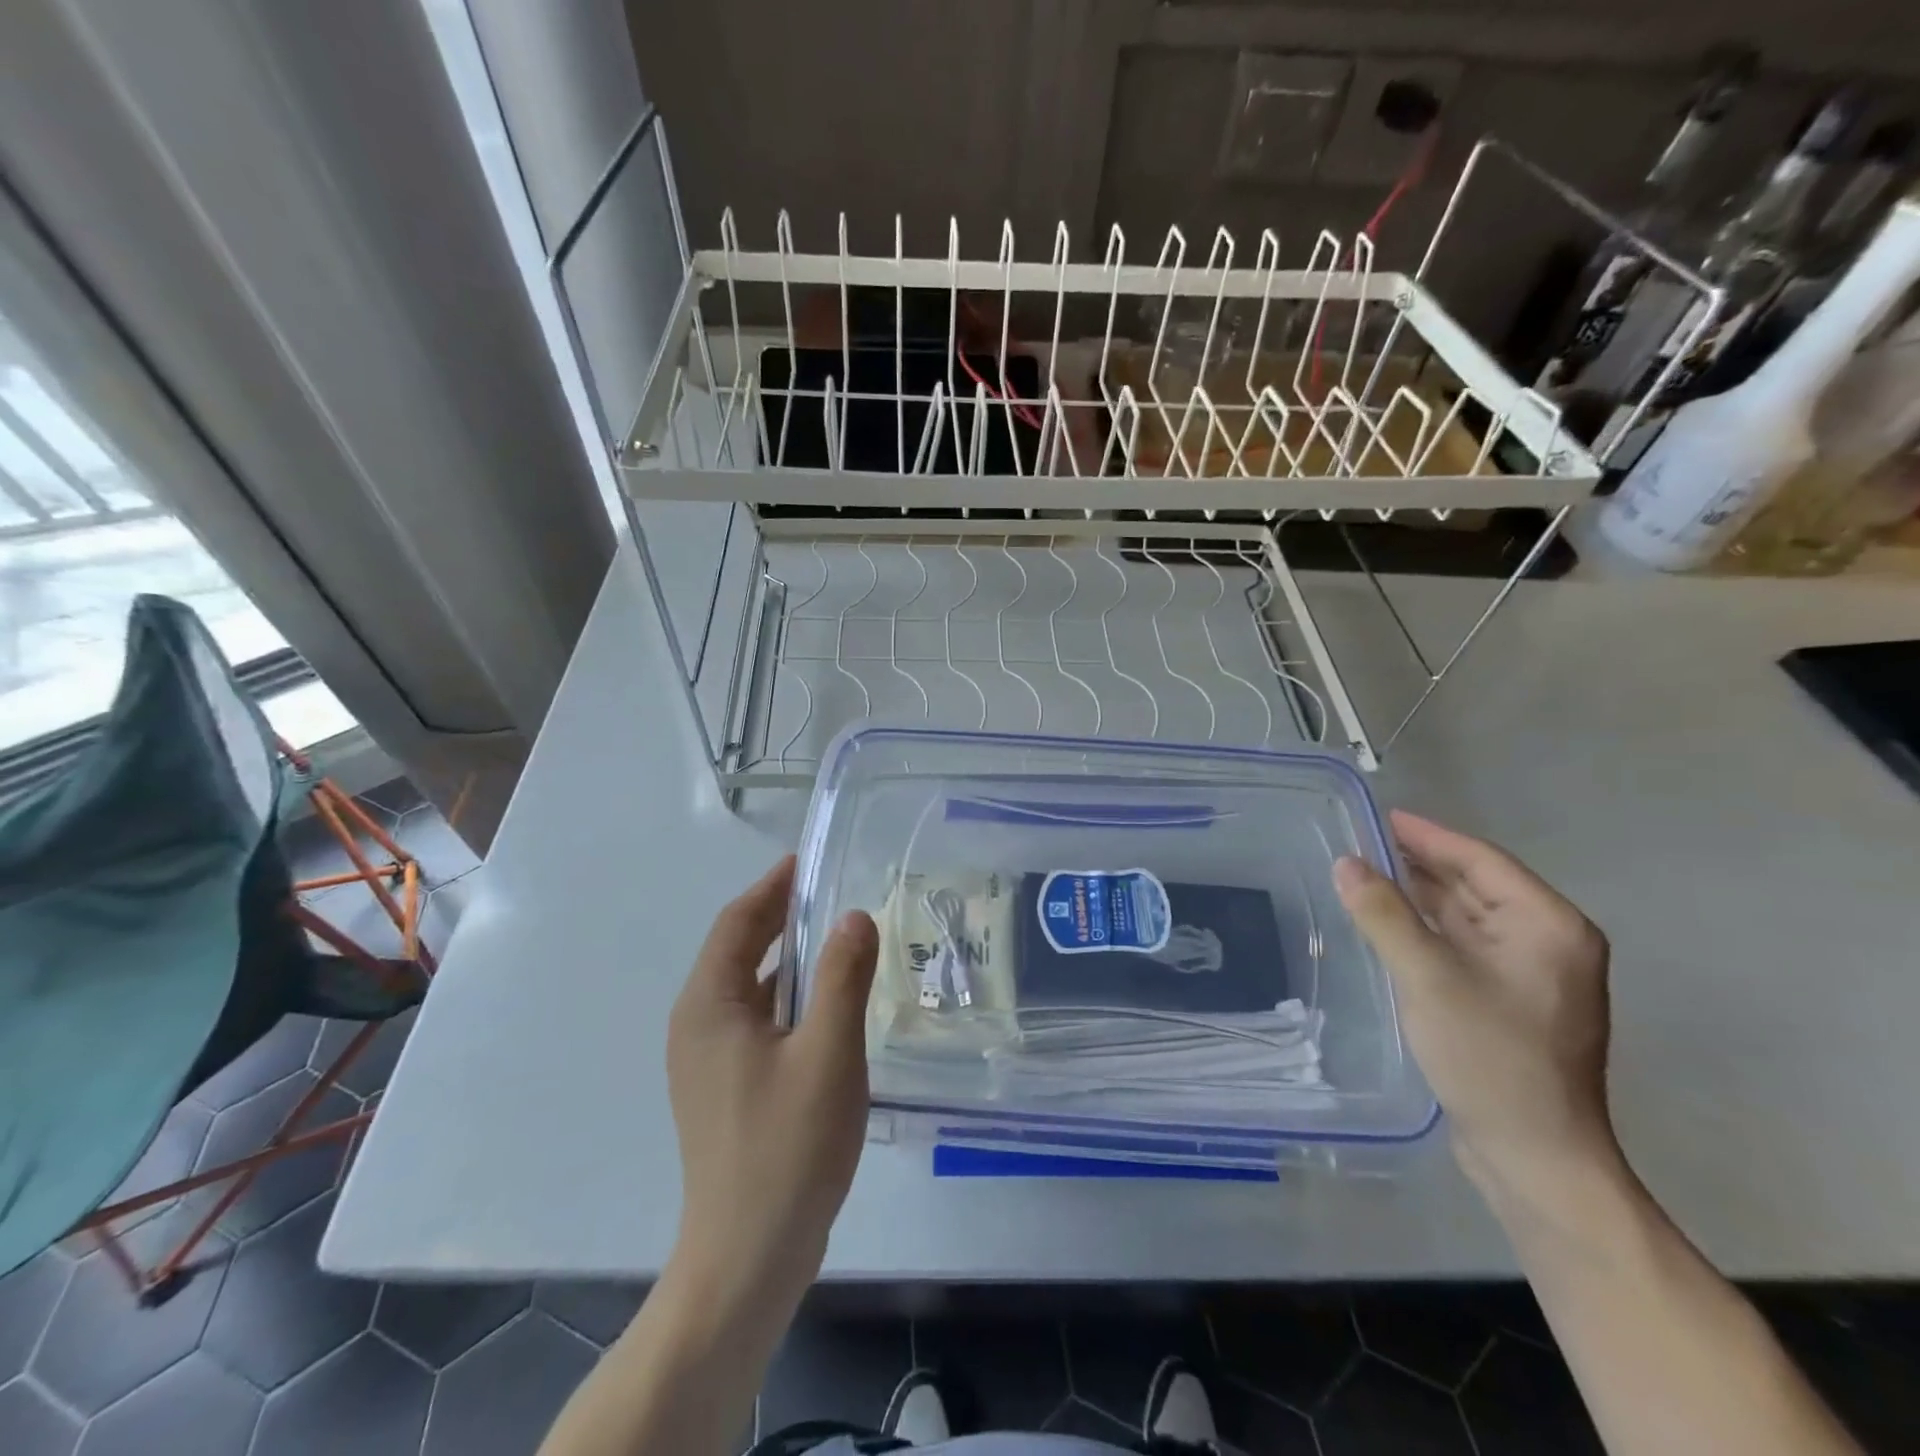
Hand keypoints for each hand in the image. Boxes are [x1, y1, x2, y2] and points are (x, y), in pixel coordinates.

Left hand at [666, 856, 878, 1306]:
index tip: (808, 860)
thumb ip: (842, 977)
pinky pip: (756, 1019)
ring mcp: (707, 1060)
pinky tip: (826, 1004)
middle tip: (830, 891)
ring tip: (836, 939)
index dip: (773, 887)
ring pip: (749, 987)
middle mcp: (697, 1024)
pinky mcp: (725, 1088)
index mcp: (708, 1005)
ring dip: (787, 957)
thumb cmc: (787, 1146)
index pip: (737, 923)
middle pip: (738, 950)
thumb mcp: (827, 1052)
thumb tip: (853, 916)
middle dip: (780, 917)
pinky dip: (788, 996)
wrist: (750, 1256)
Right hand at [1333, 811, 1617, 1201]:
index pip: (1482, 860)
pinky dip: (1426, 929)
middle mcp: (1548, 942)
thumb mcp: (1429, 977)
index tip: (1379, 816)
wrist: (1535, 1156)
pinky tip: (1387, 925)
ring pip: (1467, 916)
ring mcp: (1531, 974)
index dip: (1428, 836)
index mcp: (1548, 926)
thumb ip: (1384, 914)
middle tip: (1360, 843)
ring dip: (1420, 896)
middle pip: (1476, 885)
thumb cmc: (1491, 1057)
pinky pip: (1462, 945)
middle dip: (1420, 863)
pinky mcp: (1510, 1001)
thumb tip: (1345, 862)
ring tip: (1364, 875)